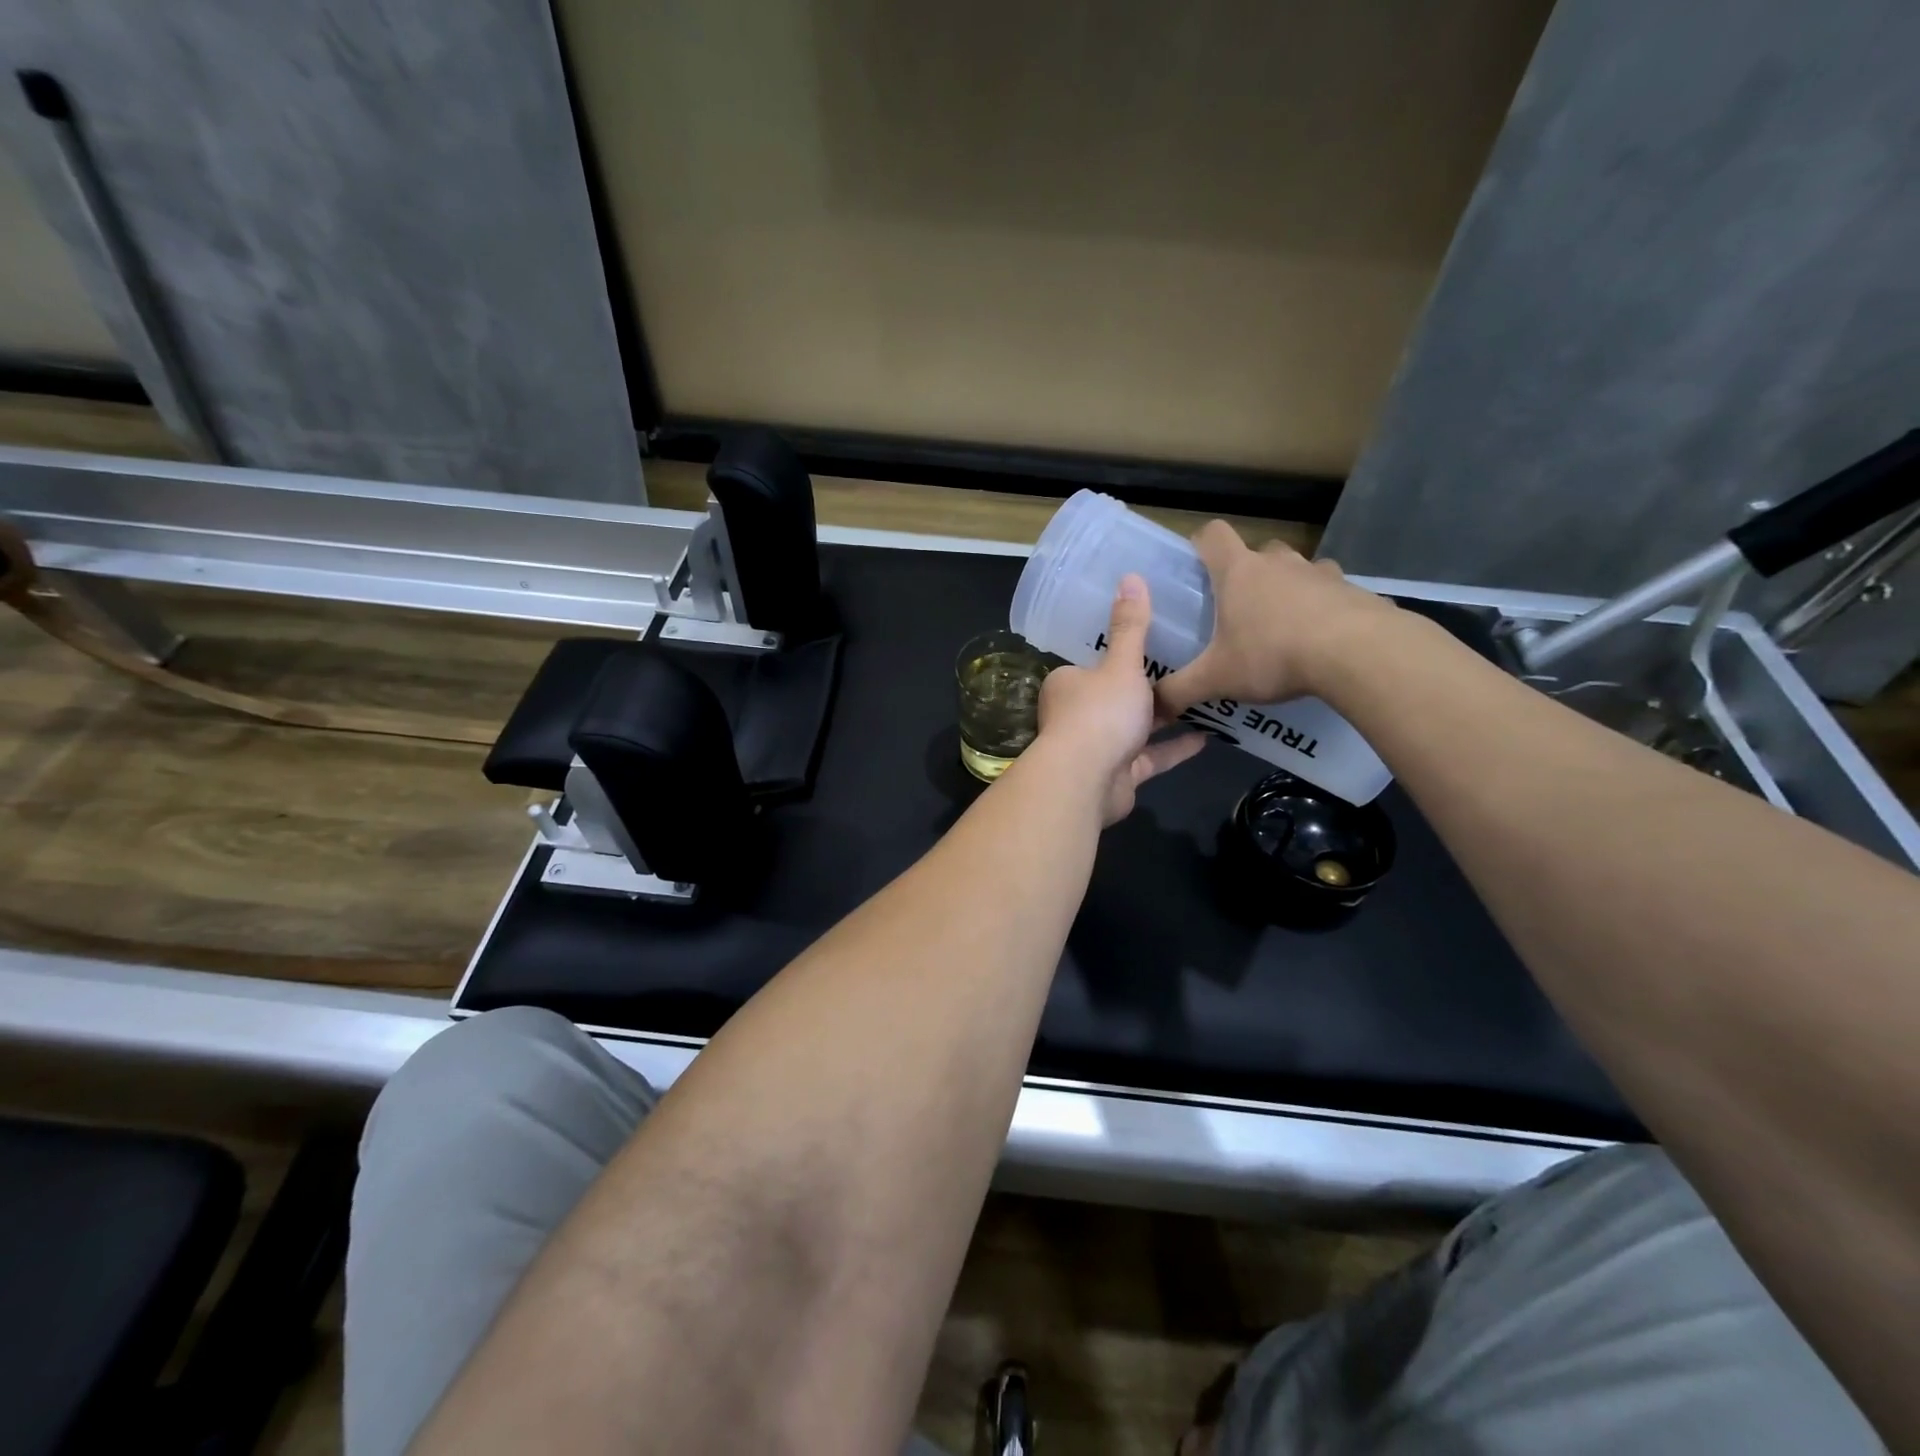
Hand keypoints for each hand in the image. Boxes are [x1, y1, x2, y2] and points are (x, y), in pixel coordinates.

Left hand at [1033, 574, 1204, 824]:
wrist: (1087, 781)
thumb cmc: (1100, 713)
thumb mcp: (1121, 665)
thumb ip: (1131, 626)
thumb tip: (1130, 576)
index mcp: (1069, 684)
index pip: (1094, 664)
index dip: (1120, 655)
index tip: (1153, 642)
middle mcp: (1078, 715)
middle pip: (1116, 697)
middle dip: (1147, 688)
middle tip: (1187, 666)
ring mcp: (1098, 748)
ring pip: (1134, 729)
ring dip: (1164, 719)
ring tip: (1202, 699)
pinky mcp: (1119, 775)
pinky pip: (1150, 757)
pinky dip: (1174, 748)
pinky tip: (1207, 737)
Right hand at [1155, 521, 1395, 718]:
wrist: (1359, 654)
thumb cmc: (1273, 655)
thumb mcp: (1216, 679)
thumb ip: (1179, 691)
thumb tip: (1152, 707)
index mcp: (1239, 573)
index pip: (1213, 535)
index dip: (1201, 544)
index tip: (1197, 566)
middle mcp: (1279, 563)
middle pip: (1259, 552)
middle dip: (1249, 573)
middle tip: (1241, 610)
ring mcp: (1321, 573)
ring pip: (1299, 570)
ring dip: (1289, 589)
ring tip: (1285, 627)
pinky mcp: (1355, 591)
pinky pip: (1333, 593)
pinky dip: (1325, 609)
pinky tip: (1323, 641)